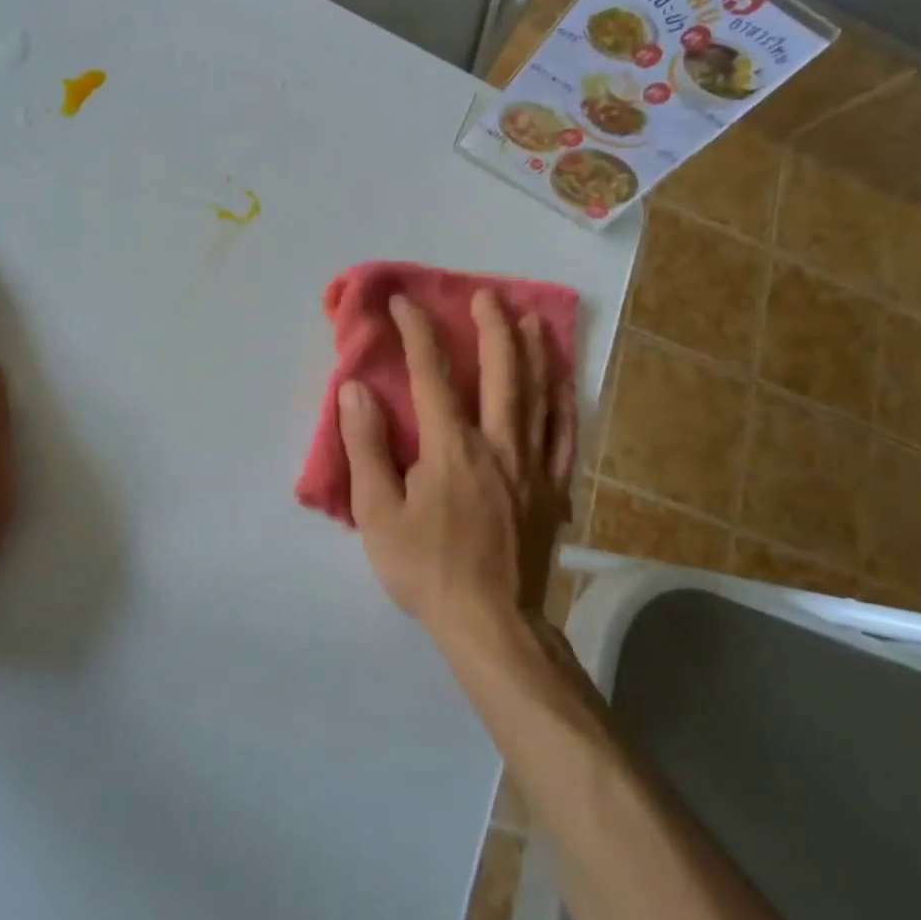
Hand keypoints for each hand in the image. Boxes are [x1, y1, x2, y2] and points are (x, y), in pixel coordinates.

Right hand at [338, 292, 575, 639]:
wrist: (491, 623)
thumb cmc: (426, 568)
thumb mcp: (378, 512)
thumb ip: (367, 447)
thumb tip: (356, 390)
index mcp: (452, 447)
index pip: (432, 375)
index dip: (418, 333)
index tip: (406, 303)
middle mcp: (498, 444)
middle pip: (502, 373)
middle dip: (493, 328)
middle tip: (487, 296)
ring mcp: (533, 466)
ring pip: (539, 396)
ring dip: (534, 354)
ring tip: (530, 321)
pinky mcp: (553, 491)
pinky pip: (564, 437)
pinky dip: (564, 404)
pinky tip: (563, 385)